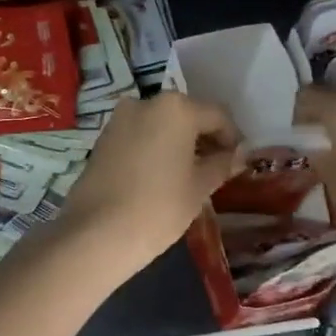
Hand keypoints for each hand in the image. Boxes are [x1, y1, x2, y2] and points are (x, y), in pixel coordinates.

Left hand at [55, 92, 244, 279]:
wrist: (96, 233)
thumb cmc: (158, 207)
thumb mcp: (198, 187)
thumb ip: (221, 164)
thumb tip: (239, 155)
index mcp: (176, 108)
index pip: (217, 116)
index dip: (232, 138)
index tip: (237, 161)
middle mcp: (146, 102)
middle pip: (186, 115)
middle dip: (203, 138)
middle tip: (215, 168)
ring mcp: (120, 119)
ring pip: (160, 124)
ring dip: (178, 142)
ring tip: (188, 174)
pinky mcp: (102, 138)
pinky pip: (139, 135)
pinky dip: (154, 147)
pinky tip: (160, 175)